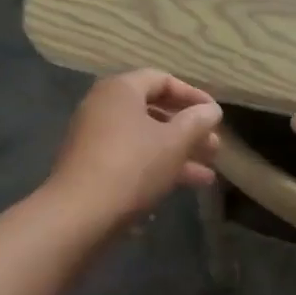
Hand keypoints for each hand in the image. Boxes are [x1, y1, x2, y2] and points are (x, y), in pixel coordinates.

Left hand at [47, 69, 222, 223]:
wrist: (79, 214)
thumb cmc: (132, 166)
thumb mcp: (174, 142)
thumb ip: (197, 122)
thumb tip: (212, 110)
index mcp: (120, 90)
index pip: (162, 80)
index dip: (193, 95)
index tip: (215, 115)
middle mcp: (103, 107)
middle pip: (153, 110)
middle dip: (187, 130)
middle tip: (214, 146)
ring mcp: (94, 138)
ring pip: (144, 138)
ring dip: (177, 153)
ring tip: (208, 174)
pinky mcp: (91, 166)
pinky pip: (131, 157)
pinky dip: (156, 166)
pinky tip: (183, 187)